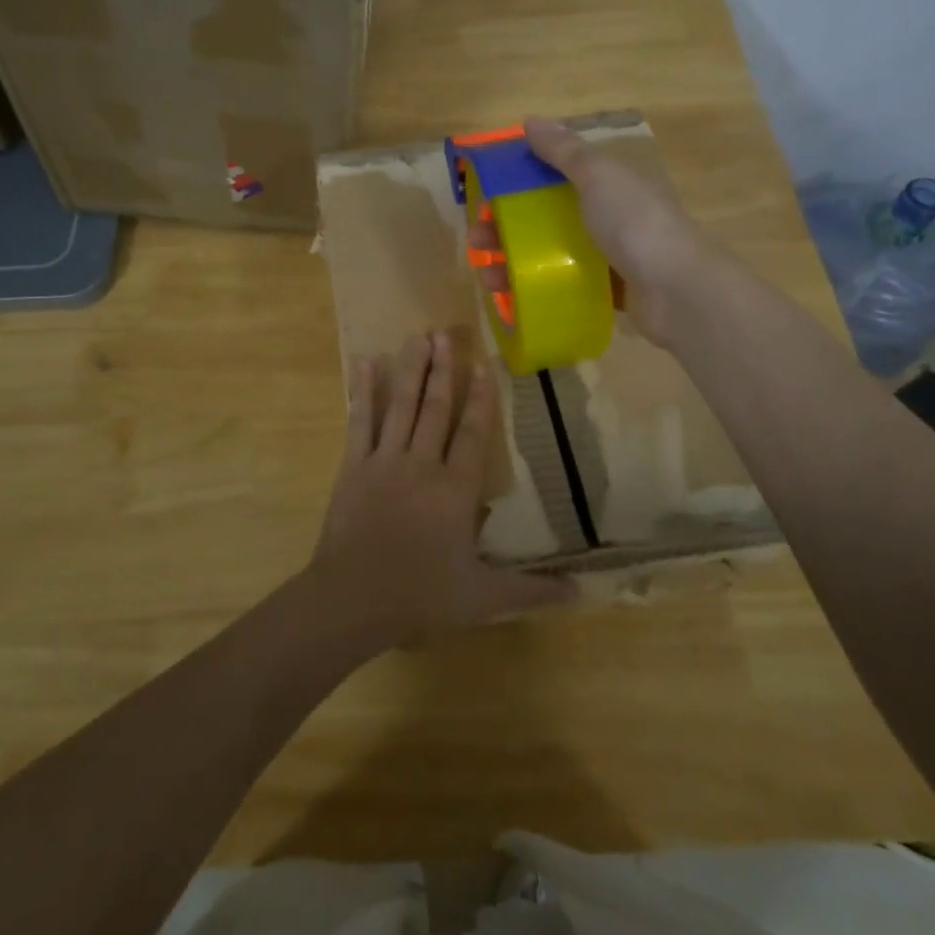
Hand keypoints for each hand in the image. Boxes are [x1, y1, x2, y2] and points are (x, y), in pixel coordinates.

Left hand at [309, 332, 573, 646]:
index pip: (472, 434)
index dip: (480, 398)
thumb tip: (581, 590)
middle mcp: (422, 464)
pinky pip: (360, 421)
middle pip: (436, 408)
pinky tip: (365, 362)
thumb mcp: (483, 598)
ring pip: (402, 406)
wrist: (353, 600)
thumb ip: (531, 590)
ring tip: (418, 336)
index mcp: (455, 490)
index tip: (483, 365)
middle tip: (446, 334)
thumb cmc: (421, 596)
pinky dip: (364, 391)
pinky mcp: (353, 466)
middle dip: (443, 369)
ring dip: (411, 369)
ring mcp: (384, 461)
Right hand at [469, 116, 713, 344]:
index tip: (487, 196)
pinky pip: (566, 285)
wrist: (678, 291)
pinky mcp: (609, 291)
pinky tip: (514, 299)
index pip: (556, 175)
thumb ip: (565, 151)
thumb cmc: (635, 223)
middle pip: (547, 217)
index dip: (519, 182)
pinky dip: (539, 290)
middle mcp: (610, 216)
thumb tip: (531, 120)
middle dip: (508, 228)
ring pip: (552, 254)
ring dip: (516, 263)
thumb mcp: (598, 176)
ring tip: (488, 278)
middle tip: (478, 242)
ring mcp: (611, 256)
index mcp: (610, 183)